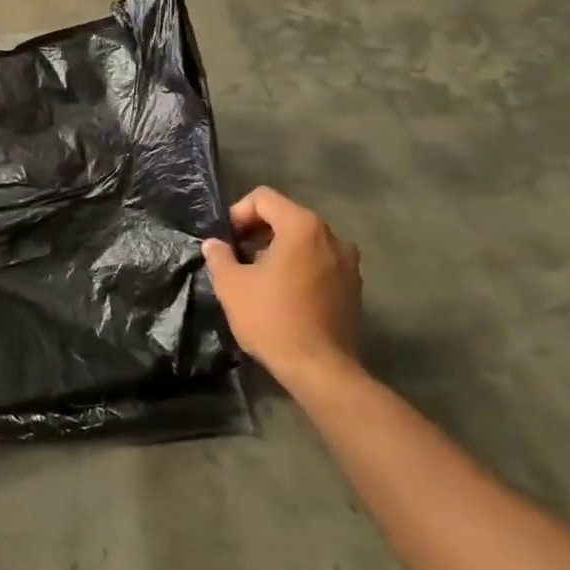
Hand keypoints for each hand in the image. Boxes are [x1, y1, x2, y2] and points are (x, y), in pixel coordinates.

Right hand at [202, 185, 363, 392]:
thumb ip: (219, 256)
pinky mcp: (354, 288)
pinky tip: (283, 293)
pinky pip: (320, 262)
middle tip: (237, 255)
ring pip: (305, 241)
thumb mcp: (232, 285)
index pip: (264, 198)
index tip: (227, 241)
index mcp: (302, 227)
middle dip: (258, 230)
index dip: (238, 213)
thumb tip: (215, 244)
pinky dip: (299, 267)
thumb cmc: (273, 319)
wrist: (321, 370)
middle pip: (287, 216)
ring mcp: (348, 263)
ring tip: (259, 276)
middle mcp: (332, 236)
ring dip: (279, 249)